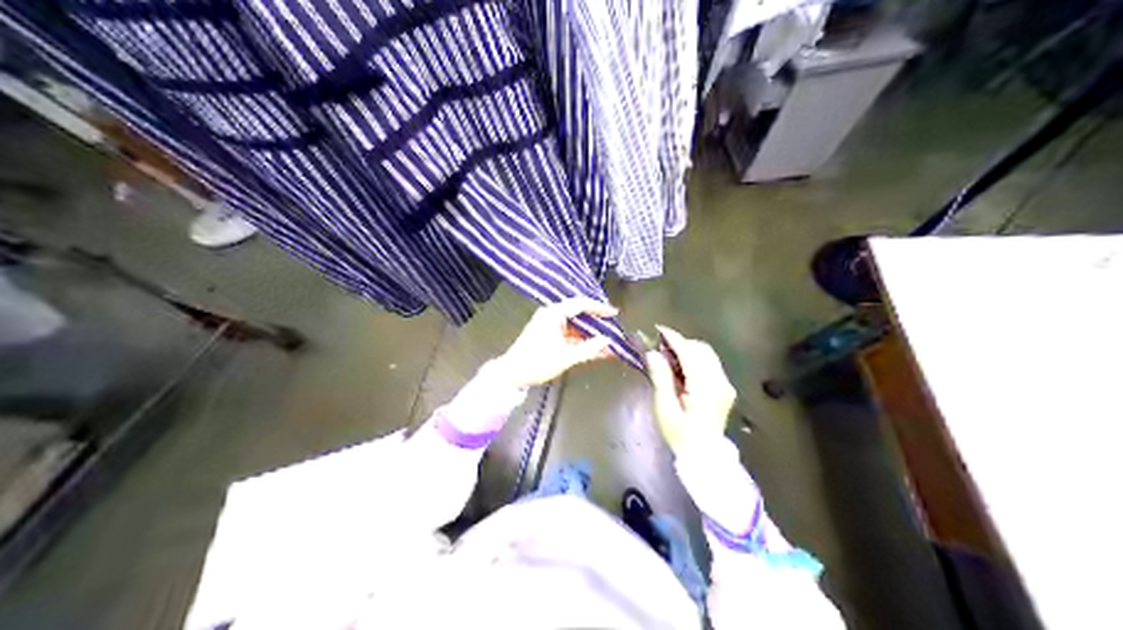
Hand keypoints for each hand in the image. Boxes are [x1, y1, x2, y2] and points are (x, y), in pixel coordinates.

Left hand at [493, 296, 616, 388]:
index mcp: (553, 314)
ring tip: (610, 344)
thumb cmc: (535, 362)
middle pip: (580, 315)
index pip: (580, 304)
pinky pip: (571, 336)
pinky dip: (583, 343)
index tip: (613, 313)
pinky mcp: (550, 338)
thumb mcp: (565, 357)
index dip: (598, 308)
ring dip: (592, 336)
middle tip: (614, 329)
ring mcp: (550, 327)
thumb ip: (589, 348)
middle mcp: (552, 316)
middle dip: (598, 324)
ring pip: (577, 328)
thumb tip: (608, 341)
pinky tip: (598, 351)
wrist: (512, 375)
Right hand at [651, 326, 738, 453]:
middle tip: (660, 346)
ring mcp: (725, 385)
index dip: (674, 339)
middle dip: (681, 343)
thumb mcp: (665, 408)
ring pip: (707, 355)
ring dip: (688, 351)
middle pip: (701, 350)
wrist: (704, 456)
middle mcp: (720, 382)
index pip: (690, 353)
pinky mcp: (726, 389)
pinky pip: (711, 365)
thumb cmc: (680, 435)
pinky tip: (682, 370)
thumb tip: (653, 354)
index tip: (658, 330)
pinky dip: (696, 361)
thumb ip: (661, 378)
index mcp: (704, 387)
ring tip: (668, 357)